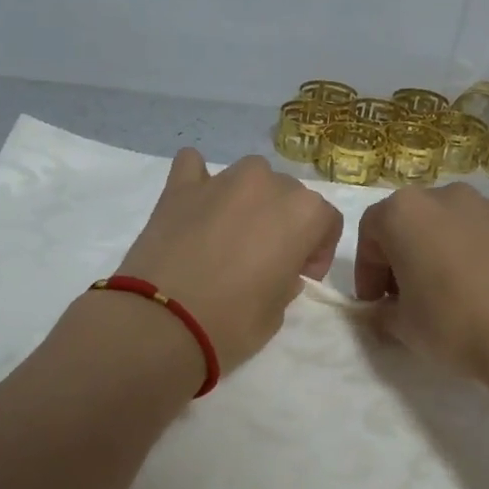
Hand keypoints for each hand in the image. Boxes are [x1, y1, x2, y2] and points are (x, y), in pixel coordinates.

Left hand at [118, 150, 343, 370]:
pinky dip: (199, 180)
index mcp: (302, 213)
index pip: (326, 219)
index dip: (318, 248)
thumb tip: (278, 269)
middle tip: (265, 258)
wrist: (161, 322)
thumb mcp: (277, 313)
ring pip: (248, 175)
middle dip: (284, 221)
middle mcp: (266, 184)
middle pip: (288, 193)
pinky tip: (195, 204)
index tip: (303, 274)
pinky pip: (194, 166)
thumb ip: (285, 281)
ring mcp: (220, 180)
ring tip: (231, 232)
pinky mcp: (178, 186)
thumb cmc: (231, 323)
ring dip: (248, 198)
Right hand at [354, 183, 488, 381]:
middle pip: (414, 221)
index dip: (368, 271)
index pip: (370, 233)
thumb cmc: (454, 325)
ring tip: (458, 290)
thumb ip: (380, 314)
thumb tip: (379, 312)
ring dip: (447, 248)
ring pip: (456, 222)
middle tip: (411, 297)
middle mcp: (446, 196)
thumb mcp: (402, 328)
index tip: (376, 303)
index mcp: (404, 212)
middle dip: (406, 255)